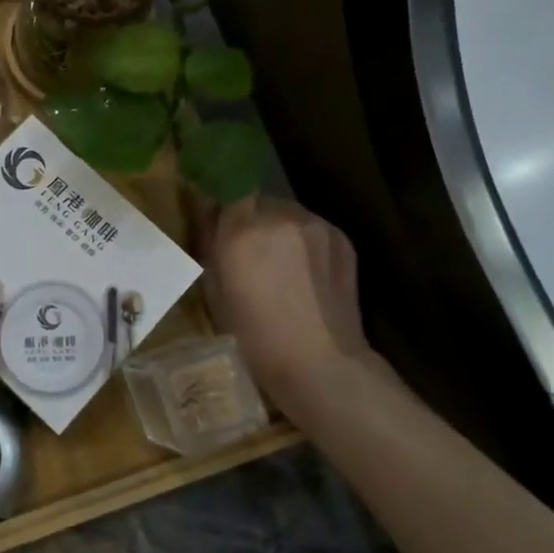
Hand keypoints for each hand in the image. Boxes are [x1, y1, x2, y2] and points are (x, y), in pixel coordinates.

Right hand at [197, 195, 380, 425]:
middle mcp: (280, 217)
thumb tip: (212, 223)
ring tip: (282, 265)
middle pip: (260, 201)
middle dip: (253, 220)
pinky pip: (312, 229)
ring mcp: (316, 225)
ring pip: (288, 214)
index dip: (224, 204)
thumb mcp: (215, 292)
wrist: (321, 363)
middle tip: (250, 251)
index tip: (220, 221)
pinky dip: (304, 242)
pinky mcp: (342, 238)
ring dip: (280, 230)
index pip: (229, 189)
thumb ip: (211, 247)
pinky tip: (306, 274)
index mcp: (243, 230)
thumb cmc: (255, 336)